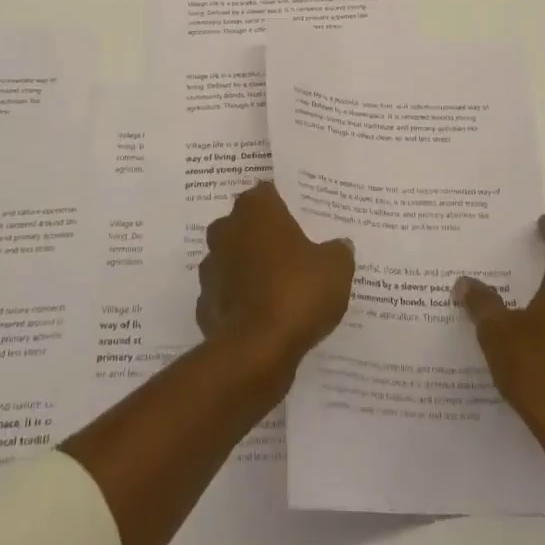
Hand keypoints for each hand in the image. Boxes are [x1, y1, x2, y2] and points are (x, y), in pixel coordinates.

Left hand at [197, 181, 354, 376]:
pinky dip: (240, 302)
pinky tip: (261, 316)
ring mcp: (211, 267)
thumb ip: (338, 250)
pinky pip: (226, 295)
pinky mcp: (204, 304)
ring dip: (249, 268)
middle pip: (246, 224)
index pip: (268, 193)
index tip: (302, 219)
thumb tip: (339, 245)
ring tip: (278, 287)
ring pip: (232, 259)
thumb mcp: (336, 268)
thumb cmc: (297, 292)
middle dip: (264, 235)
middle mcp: (226, 230)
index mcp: (256, 210)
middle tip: (293, 252)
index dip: (285, 205)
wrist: (256, 351)